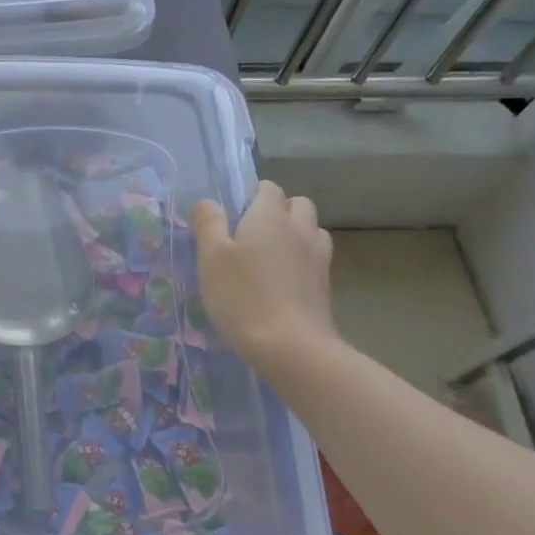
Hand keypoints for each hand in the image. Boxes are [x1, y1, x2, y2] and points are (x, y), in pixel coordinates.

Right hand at [192, 183, 338, 374]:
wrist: (291, 346)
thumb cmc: (243, 297)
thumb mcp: (211, 259)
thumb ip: (209, 225)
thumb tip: (208, 202)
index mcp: (269, 217)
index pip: (268, 188)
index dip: (251, 195)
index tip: (233, 216)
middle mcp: (299, 229)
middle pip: (298, 204)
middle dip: (279, 210)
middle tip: (252, 234)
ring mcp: (318, 256)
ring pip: (312, 229)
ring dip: (296, 233)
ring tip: (272, 256)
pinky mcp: (326, 284)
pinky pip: (316, 257)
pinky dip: (303, 259)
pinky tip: (285, 280)